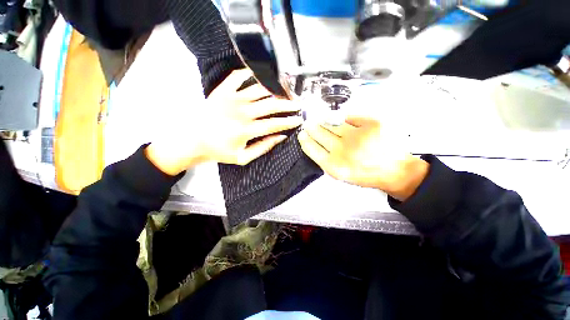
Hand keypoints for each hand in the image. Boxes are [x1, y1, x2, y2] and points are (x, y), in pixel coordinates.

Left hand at [146, 69, 302, 175]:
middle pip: (271, 105)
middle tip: (298, 104)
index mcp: (246, 130)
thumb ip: (263, 147)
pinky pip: (238, 76)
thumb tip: (281, 136)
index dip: (289, 121)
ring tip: (286, 90)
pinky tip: (260, 75)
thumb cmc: (219, 151)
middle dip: (288, 104)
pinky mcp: (222, 91)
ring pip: (259, 89)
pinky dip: (250, 73)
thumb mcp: (243, 157)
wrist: (193, 140)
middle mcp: (241, 112)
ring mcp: (231, 98)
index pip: (275, 123)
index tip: (299, 119)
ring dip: (275, 89)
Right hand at [298, 116, 428, 200]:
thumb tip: (315, 142)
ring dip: (325, 121)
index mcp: (334, 165)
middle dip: (312, 127)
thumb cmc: (365, 174)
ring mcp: (357, 135)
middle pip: (320, 133)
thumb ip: (326, 159)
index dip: (305, 139)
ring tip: (322, 120)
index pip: (312, 148)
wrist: (394, 171)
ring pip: (333, 123)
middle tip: (309, 123)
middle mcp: (343, 150)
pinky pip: (350, 117)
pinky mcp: (372, 124)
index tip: (302, 134)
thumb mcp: (341, 174)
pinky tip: (342, 120)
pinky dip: (344, 118)